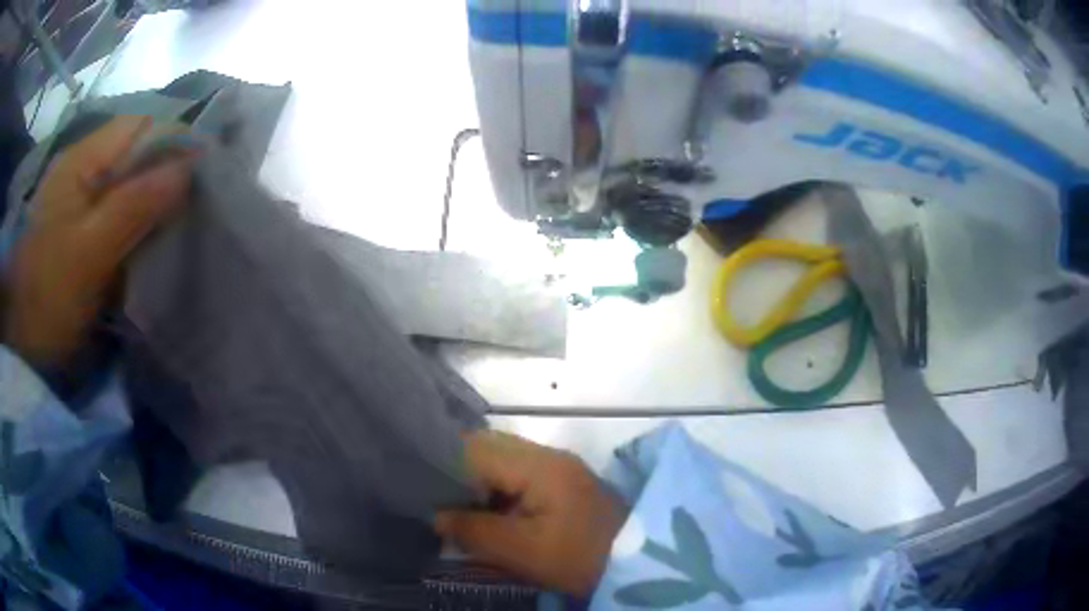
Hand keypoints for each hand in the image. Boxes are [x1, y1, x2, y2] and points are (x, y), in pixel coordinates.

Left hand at [4, 116, 192, 366]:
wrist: (18, 340)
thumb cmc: (47, 295)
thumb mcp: (88, 253)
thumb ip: (134, 206)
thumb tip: (188, 168)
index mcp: (83, 160)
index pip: (142, 127)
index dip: (176, 142)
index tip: (205, 175)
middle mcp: (83, 167)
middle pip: (137, 154)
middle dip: (166, 175)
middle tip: (193, 209)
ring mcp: (79, 199)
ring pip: (129, 184)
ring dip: (152, 203)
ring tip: (176, 229)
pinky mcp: (78, 229)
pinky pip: (117, 213)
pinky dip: (136, 225)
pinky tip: (147, 246)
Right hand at [435, 431, 626, 596]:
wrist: (637, 561)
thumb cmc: (580, 557)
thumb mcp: (524, 551)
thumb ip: (475, 531)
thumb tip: (437, 517)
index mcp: (539, 465)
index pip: (476, 446)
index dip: (443, 462)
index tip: (420, 485)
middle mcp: (547, 455)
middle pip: (488, 448)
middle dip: (457, 472)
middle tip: (434, 500)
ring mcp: (557, 467)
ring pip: (501, 461)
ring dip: (476, 482)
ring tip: (455, 508)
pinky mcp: (562, 483)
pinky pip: (517, 476)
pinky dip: (496, 491)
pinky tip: (486, 513)